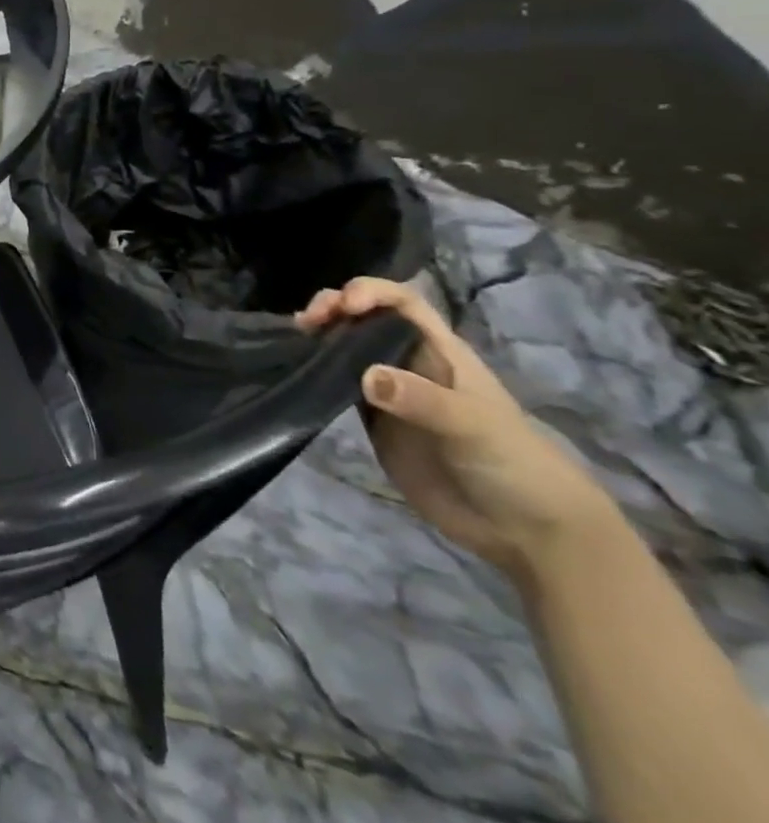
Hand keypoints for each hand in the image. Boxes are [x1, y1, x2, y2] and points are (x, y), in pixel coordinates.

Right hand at [296, 278, 614, 582]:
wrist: (526, 530)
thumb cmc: (514, 465)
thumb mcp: (474, 427)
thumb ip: (422, 400)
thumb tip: (365, 375)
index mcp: (441, 352)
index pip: (402, 302)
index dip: (371, 291)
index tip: (345, 305)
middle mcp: (411, 363)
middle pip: (366, 318)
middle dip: (334, 307)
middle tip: (308, 322)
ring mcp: (390, 392)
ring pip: (347, 347)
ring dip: (321, 335)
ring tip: (296, 339)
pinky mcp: (374, 421)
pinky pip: (339, 385)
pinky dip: (316, 371)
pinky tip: (299, 371)